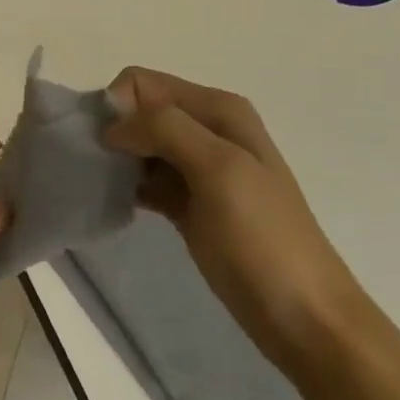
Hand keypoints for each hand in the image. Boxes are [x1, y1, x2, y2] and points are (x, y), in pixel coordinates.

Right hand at [103, 68, 368, 372]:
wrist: (303, 316)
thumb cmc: (264, 239)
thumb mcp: (220, 169)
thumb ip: (165, 130)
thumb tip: (111, 127)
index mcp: (218, 110)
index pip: (141, 83)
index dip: (117, 108)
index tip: (105, 149)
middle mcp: (207, 129)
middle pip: (137, 112)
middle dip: (111, 133)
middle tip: (96, 170)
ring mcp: (197, 169)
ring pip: (137, 145)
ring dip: (114, 161)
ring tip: (101, 188)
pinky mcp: (187, 203)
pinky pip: (143, 179)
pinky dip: (125, 186)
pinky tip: (115, 204)